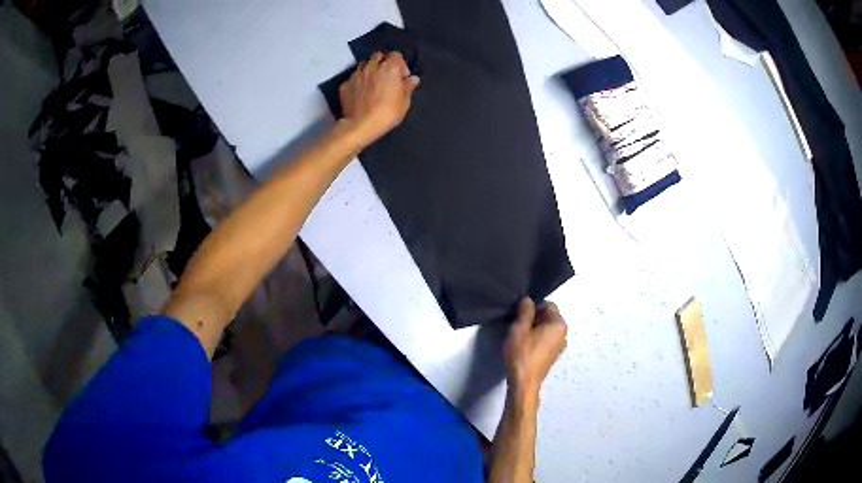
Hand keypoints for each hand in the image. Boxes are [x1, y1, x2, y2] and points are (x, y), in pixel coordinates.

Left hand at [339, 51, 419, 143]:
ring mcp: (356, 74)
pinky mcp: (345, 84)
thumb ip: (408, 87)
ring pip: (363, 65)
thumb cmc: (387, 112)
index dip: (400, 64)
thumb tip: (413, 78)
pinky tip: (360, 92)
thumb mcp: (404, 101)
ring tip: (372, 82)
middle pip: (378, 56)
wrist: (360, 125)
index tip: (401, 76)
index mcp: (389, 67)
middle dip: (383, 63)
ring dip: (369, 69)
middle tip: (386, 76)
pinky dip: (358, 82)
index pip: (396, 55)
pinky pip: (353, 78)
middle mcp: (371, 66)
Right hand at [504, 298, 567, 400]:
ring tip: (520, 338)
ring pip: (547, 329)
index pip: (548, 305)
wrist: (524, 382)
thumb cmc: (522, 353)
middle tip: (518, 326)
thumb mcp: (519, 328)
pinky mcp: (554, 356)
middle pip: (549, 317)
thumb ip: (525, 311)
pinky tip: (525, 348)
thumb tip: (528, 300)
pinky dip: (538, 340)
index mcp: (559, 324)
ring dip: (535, 329)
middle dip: (534, 318)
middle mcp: (564, 333)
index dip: (532, 307)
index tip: (519, 316)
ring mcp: (560, 346)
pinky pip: (547, 340)